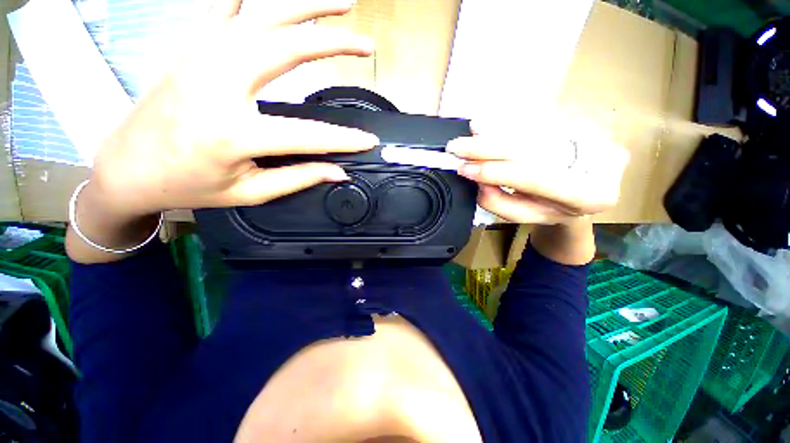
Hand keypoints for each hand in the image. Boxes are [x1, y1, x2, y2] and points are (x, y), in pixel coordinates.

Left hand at [90, 0, 378, 219]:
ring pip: (262, 17)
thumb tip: (338, 172)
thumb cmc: (189, 186)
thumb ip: (298, 178)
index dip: (344, 139)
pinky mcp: (192, 47)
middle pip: (286, 48)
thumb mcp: (249, 192)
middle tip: (366, 45)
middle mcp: (216, 84)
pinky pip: (227, 9)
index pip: (308, 134)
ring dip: (305, 7)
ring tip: (341, 4)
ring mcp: (200, 57)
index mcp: (232, 133)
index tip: (370, 140)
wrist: (128, 167)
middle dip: (333, 43)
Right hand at [447, 119, 628, 224]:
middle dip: (489, 147)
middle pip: (532, 148)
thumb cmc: (551, 209)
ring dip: (497, 130)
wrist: (583, 190)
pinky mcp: (584, 122)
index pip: (534, 178)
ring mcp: (595, 136)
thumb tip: (478, 180)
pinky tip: (488, 124)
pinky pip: (539, 120)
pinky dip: (510, 122)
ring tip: (472, 131)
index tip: (464, 168)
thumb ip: (499, 202)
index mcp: (588, 195)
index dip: (495, 172)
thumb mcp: (525, 215)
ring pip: (536, 129)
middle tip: (458, 146)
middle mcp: (598, 161)